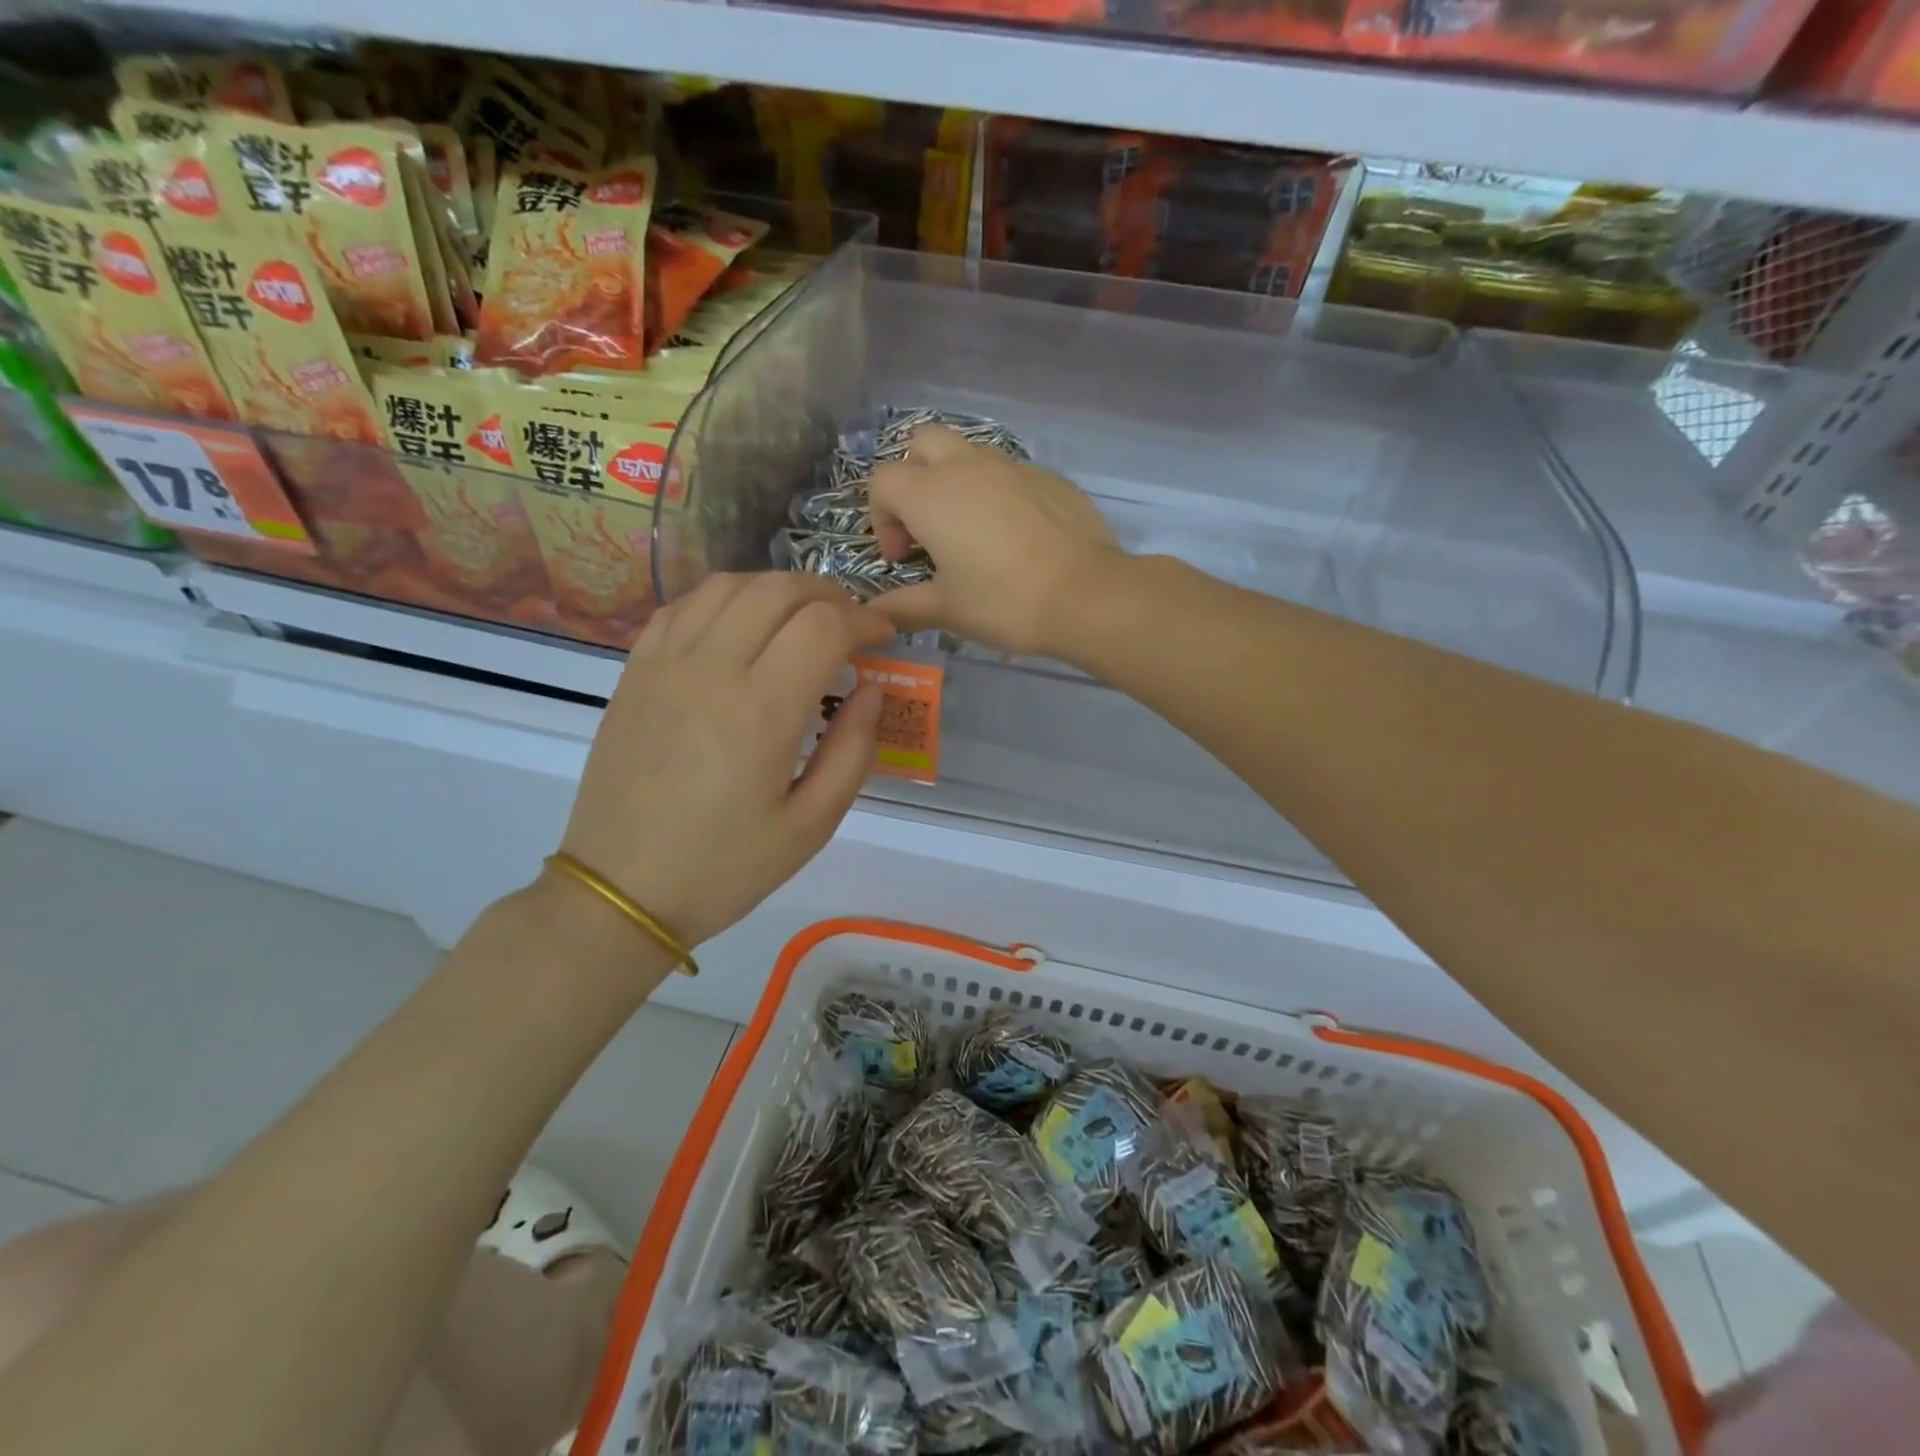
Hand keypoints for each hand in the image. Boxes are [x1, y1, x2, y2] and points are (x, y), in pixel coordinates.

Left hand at [557, 573, 893, 946]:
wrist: (620, 889)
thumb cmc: (724, 867)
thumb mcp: (811, 825)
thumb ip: (852, 750)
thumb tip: (872, 690)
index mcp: (761, 710)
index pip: (823, 625)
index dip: (865, 619)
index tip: (883, 639)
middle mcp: (711, 669)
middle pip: (778, 590)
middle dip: (828, 595)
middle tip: (851, 626)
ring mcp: (665, 664)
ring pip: (729, 585)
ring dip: (777, 589)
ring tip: (801, 618)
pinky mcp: (636, 671)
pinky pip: (684, 606)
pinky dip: (725, 598)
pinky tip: (742, 624)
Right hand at [867, 425, 1122, 656]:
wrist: (1087, 595)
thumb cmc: (1005, 602)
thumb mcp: (948, 610)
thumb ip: (903, 606)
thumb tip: (873, 613)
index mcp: (932, 494)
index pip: (883, 481)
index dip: (882, 518)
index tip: (902, 558)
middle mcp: (968, 466)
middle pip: (923, 444)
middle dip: (914, 477)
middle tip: (928, 526)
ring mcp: (1013, 466)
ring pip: (969, 453)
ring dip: (957, 483)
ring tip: (972, 532)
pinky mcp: (1050, 477)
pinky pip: (1010, 473)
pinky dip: (999, 494)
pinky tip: (1016, 537)